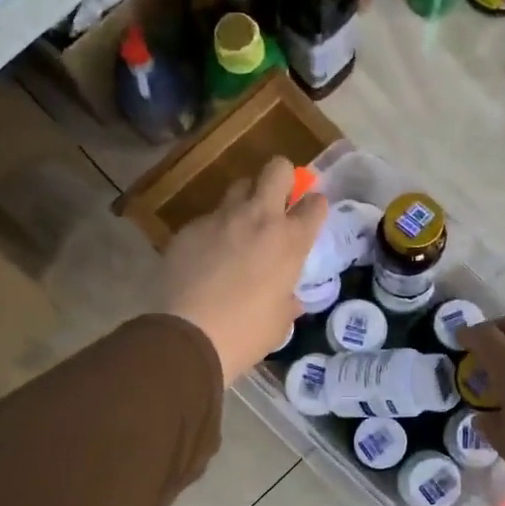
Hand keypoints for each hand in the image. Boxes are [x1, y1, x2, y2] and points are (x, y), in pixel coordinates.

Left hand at [163, 157, 329, 383]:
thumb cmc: (246, 333)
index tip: (309, 217)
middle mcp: (259, 218)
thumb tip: (288, 299)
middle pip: (278, 169)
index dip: (314, 207)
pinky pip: (208, 218)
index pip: (315, 204)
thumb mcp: (280, 321)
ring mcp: (220, 218)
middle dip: (282, 177)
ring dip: (245, 199)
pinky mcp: (189, 228)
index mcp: (290, 241)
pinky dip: (213, 231)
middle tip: (278, 200)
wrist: (190, 336)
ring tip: (240, 226)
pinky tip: (206, 257)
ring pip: (239, 185)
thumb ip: (287, 300)